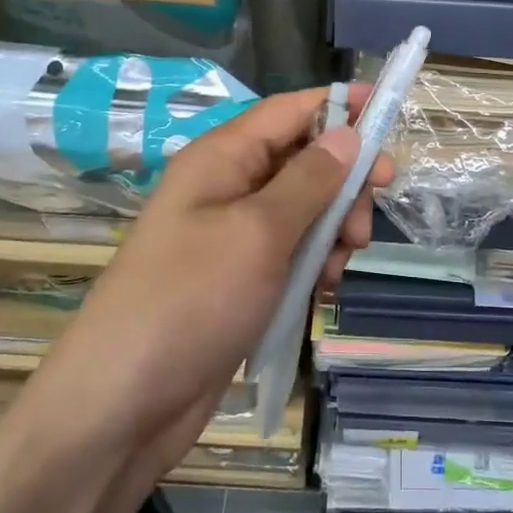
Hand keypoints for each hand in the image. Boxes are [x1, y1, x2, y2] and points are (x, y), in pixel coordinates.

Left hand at [27, 85, 391, 490]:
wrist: (123, 406)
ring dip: (333, 230)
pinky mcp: (240, 278)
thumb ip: (309, 180)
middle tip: (364, 225)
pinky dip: (315, 263)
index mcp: (222, 158)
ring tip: (340, 267)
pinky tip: (323, 291)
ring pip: (304, 209)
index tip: (390, 113)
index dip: (341, 106)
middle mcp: (227, 186)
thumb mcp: (258, 232)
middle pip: (304, 160)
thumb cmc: (191, 301)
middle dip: (343, 185)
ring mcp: (232, 235)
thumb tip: (348, 132)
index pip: (291, 110)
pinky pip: (291, 252)